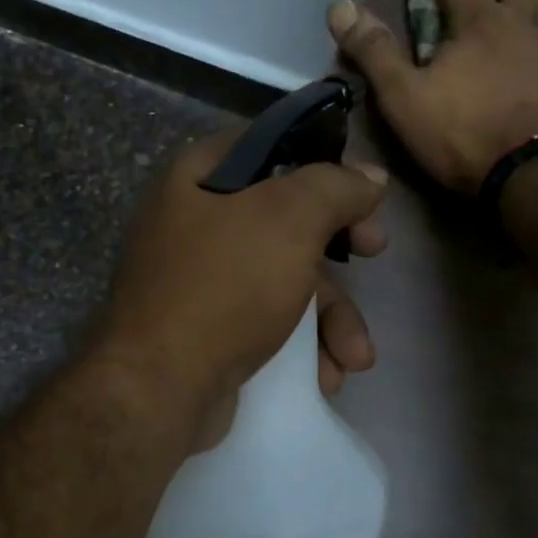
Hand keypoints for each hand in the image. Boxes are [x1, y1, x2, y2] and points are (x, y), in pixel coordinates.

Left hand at [97, 128, 388, 447]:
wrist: (160, 389)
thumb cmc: (225, 286)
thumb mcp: (288, 220)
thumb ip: (334, 187)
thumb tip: (370, 176)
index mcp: (198, 178)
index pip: (270, 148)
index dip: (323, 163)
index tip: (361, 188)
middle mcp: (194, 224)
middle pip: (286, 220)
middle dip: (339, 249)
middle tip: (377, 252)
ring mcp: (199, 283)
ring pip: (284, 281)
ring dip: (330, 318)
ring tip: (355, 357)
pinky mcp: (207, 333)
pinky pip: (266, 324)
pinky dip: (301, 347)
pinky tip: (326, 376)